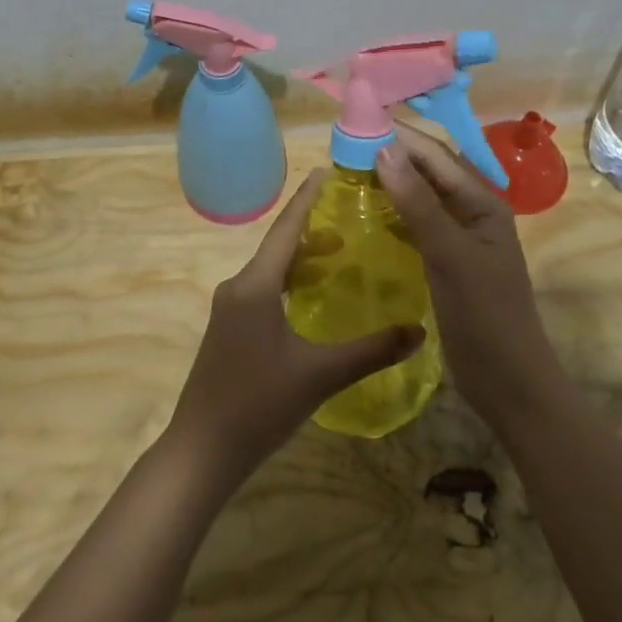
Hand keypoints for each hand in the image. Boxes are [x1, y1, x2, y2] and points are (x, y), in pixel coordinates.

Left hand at [164, 169, 424, 484]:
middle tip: (351, 216)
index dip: (307, 199)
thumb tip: (419, 330)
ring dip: (301, 258)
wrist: (202, 450)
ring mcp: (230, 310)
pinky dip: (290, 282)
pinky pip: (263, 291)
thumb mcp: (321, 375)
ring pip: (271, 271)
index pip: (286, 229)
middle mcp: (238, 287)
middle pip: (279, 247)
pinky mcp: (229, 331)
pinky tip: (311, 297)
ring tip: (339, 252)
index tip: (326, 171)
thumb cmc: (258, 404)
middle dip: (312, 229)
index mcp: (255, 285)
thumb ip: (371, 350)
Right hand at [376, 124, 563, 428]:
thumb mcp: (450, 255)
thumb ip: (418, 203)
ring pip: (422, 197)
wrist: (509, 382)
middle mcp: (474, 213)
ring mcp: (461, 238)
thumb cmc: (484, 315)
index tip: (358, 121)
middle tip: (347, 143)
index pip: (437, 155)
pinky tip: (370, 213)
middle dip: (394, 153)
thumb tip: (384, 149)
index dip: (400, 135)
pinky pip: (418, 225)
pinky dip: (395, 213)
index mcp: (484, 203)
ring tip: (351, 170)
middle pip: (430, 171)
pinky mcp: (447, 262)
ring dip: (393, 181)